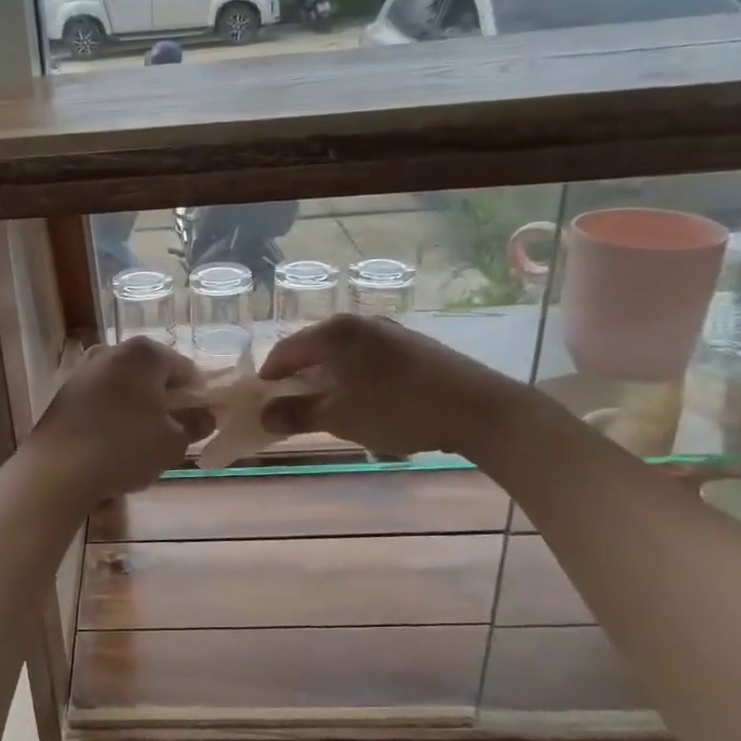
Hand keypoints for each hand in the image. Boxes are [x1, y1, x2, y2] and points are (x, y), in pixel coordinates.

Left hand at [21, 339, 213, 503]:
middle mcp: (113, 350)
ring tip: (143, 441)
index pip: (185, 369)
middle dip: (165, 399)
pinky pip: (102, 398)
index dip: (197, 396)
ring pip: (125, 386)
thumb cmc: (125, 448)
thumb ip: (195, 425)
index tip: (199, 422)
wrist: (58, 469)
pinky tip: (114, 442)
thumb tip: (204, 417)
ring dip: (138, 406)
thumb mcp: (173, 442)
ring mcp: (85, 369)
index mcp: (145, 353)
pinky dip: (113, 413)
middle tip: (173, 432)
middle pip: (152, 373)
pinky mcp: (65, 391)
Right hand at [257, 314, 516, 459]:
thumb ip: (297, 415)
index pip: (286, 349)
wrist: (477, 409)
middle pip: (314, 347)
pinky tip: (365, 400)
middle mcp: (359, 323)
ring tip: (328, 405)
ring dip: (328, 377)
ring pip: (343, 352)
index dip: (270, 375)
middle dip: (299, 375)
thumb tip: (264, 417)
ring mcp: (389, 331)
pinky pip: (368, 357)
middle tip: (292, 404)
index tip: (263, 399)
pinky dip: (355, 375)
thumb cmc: (397, 409)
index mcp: (334, 333)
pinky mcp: (412, 345)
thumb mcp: (339, 417)